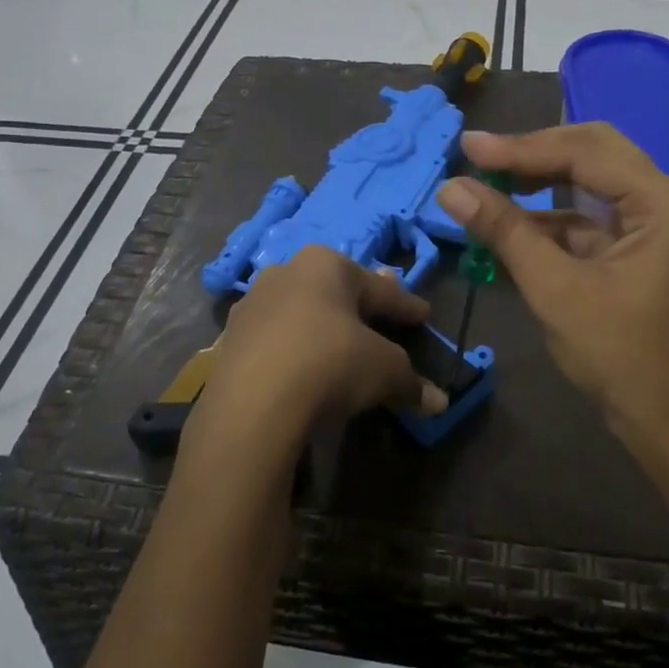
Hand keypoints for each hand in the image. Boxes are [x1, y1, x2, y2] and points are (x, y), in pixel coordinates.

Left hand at [185, 247, 448, 477]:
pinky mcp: (229, 339)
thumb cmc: (331, 364)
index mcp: (327, 264)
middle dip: (360, 305)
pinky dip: (293, 350)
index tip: (423, 315)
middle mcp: (286, 273)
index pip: (380, 289)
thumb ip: (412, 383)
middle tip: (380, 317)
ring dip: (320, 326)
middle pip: (335, 292)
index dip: (405, 306)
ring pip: (300, 312)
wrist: (253, 403)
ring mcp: (252, 305)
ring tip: (338, 343)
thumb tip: (439, 402)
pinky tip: (301, 367)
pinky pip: (274, 340)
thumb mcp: (385, 371)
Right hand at [437, 124, 668, 455]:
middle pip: (591, 153)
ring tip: (484, 182)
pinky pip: (587, 215)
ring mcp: (654, 222)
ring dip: (538, 182)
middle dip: (532, 154)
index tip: (468, 147)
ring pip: (588, 181)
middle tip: (478, 156)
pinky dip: (548, 217)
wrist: (666, 420)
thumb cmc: (618, 356)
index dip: (521, 148)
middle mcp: (666, 199)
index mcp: (662, 202)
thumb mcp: (555, 290)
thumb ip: (505, 232)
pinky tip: (507, 221)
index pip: (584, 153)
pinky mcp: (636, 245)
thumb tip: (450, 188)